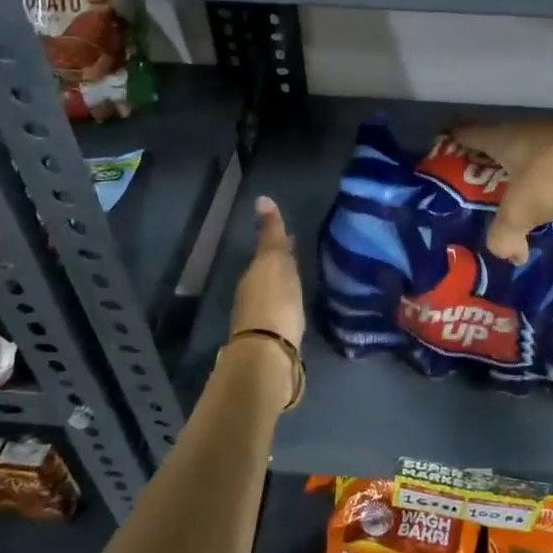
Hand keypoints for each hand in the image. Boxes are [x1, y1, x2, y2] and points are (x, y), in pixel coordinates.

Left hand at [229, 195, 304, 348]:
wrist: (269, 353)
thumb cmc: (274, 301)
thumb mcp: (274, 260)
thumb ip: (271, 233)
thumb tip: (261, 198)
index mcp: (254, 274)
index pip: (268, 253)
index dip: (282, 246)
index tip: (294, 238)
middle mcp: (251, 294)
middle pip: (268, 275)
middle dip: (283, 267)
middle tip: (300, 261)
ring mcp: (258, 319)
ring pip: (272, 295)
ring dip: (283, 289)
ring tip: (301, 285)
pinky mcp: (269, 341)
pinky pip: (278, 315)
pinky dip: (286, 309)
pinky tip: (296, 311)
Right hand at [450, 119, 552, 263]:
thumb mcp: (519, 213)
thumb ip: (505, 236)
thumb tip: (509, 256)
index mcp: (504, 138)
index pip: (468, 133)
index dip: (454, 139)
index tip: (444, 145)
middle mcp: (529, 130)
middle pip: (500, 140)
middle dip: (489, 158)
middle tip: (478, 179)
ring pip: (533, 150)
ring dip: (525, 167)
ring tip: (518, 191)